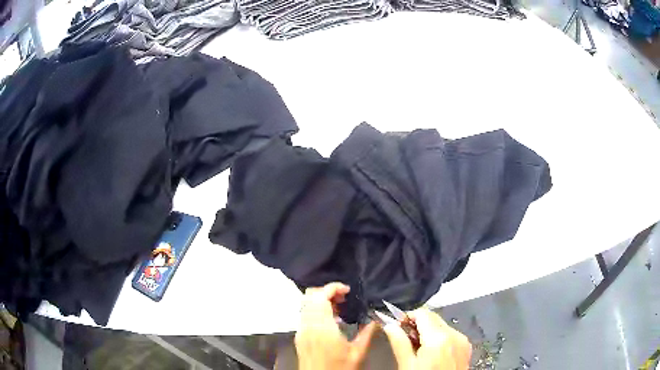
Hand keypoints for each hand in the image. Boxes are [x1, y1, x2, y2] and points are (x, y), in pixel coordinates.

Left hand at [295, 283, 376, 369]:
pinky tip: (331, 320)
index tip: (347, 290)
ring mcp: (301, 330)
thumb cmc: (338, 368)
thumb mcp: (357, 353)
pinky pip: (305, 315)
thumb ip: (367, 334)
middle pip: (310, 296)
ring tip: (339, 307)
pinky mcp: (299, 336)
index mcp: (322, 328)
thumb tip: (376, 319)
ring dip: (321, 301)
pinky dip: (316, 310)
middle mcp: (308, 325)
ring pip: (306, 304)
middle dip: (327, 292)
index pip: (320, 296)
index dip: (333, 287)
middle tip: (344, 297)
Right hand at [383, 307, 471, 369]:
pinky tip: (432, 353)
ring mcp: (462, 341)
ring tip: (418, 349)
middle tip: (405, 339)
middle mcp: (455, 335)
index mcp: (439, 337)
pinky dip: (440, 339)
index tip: (397, 325)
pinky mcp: (466, 347)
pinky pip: (451, 335)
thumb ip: (399, 342)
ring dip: (429, 332)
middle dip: (418, 325)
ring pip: (442, 326)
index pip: (422, 313)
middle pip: (433, 318)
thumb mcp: (407, 364)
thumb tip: (389, 326)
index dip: (407, 316)